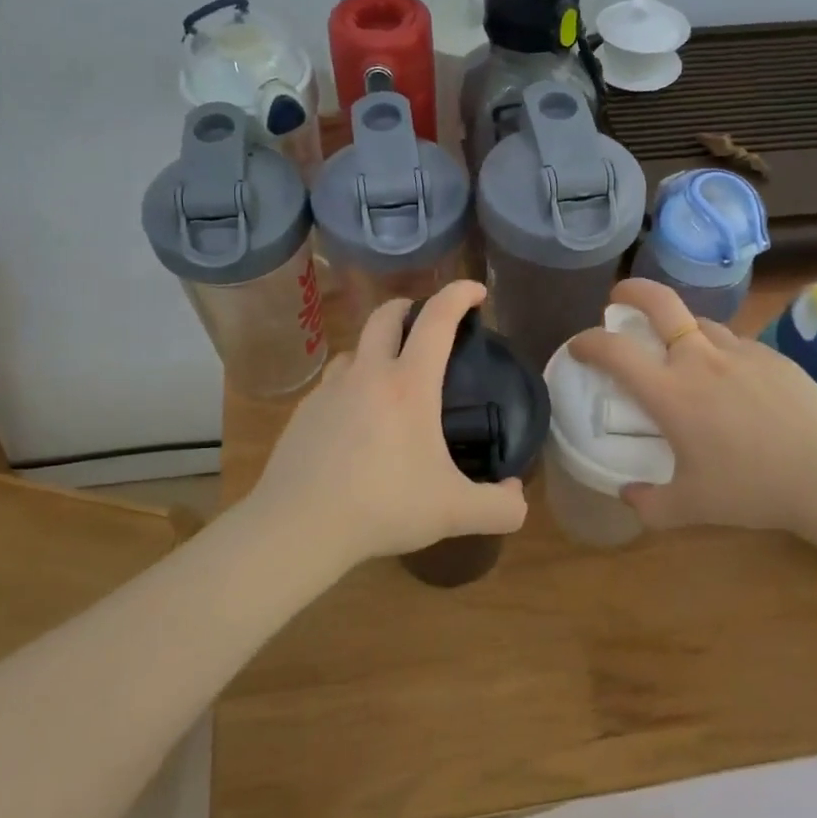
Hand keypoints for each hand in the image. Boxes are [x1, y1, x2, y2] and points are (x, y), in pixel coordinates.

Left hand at [245, 280, 527, 568]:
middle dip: (410, 307)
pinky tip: (356, 421)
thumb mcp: (455, 512)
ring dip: (376, 347)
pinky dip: (351, 385)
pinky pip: (332, 384)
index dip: (459, 295)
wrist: (300, 526)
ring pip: (354, 348)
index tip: (476, 291)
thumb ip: (500, 506)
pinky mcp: (303, 413)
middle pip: (385, 316)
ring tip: (390, 375)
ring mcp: (329, 391)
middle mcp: (366, 375)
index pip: (437, 320)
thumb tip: (517, 495)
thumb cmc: (383, 507)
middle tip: (427, 322)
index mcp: (408, 385)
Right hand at [567, 278, 816, 537]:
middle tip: (618, 299)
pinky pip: (735, 345)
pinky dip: (719, 353)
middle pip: (660, 302)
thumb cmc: (751, 490)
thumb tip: (628, 495)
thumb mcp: (690, 508)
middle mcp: (700, 360)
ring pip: (700, 323)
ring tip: (680, 353)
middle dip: (632, 292)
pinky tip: (731, 382)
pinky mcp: (774, 357)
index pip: (614, 351)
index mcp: (670, 392)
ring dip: (680, 329)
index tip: (578, 347)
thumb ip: (649, 505)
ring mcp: (740, 353)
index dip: (587, 342)